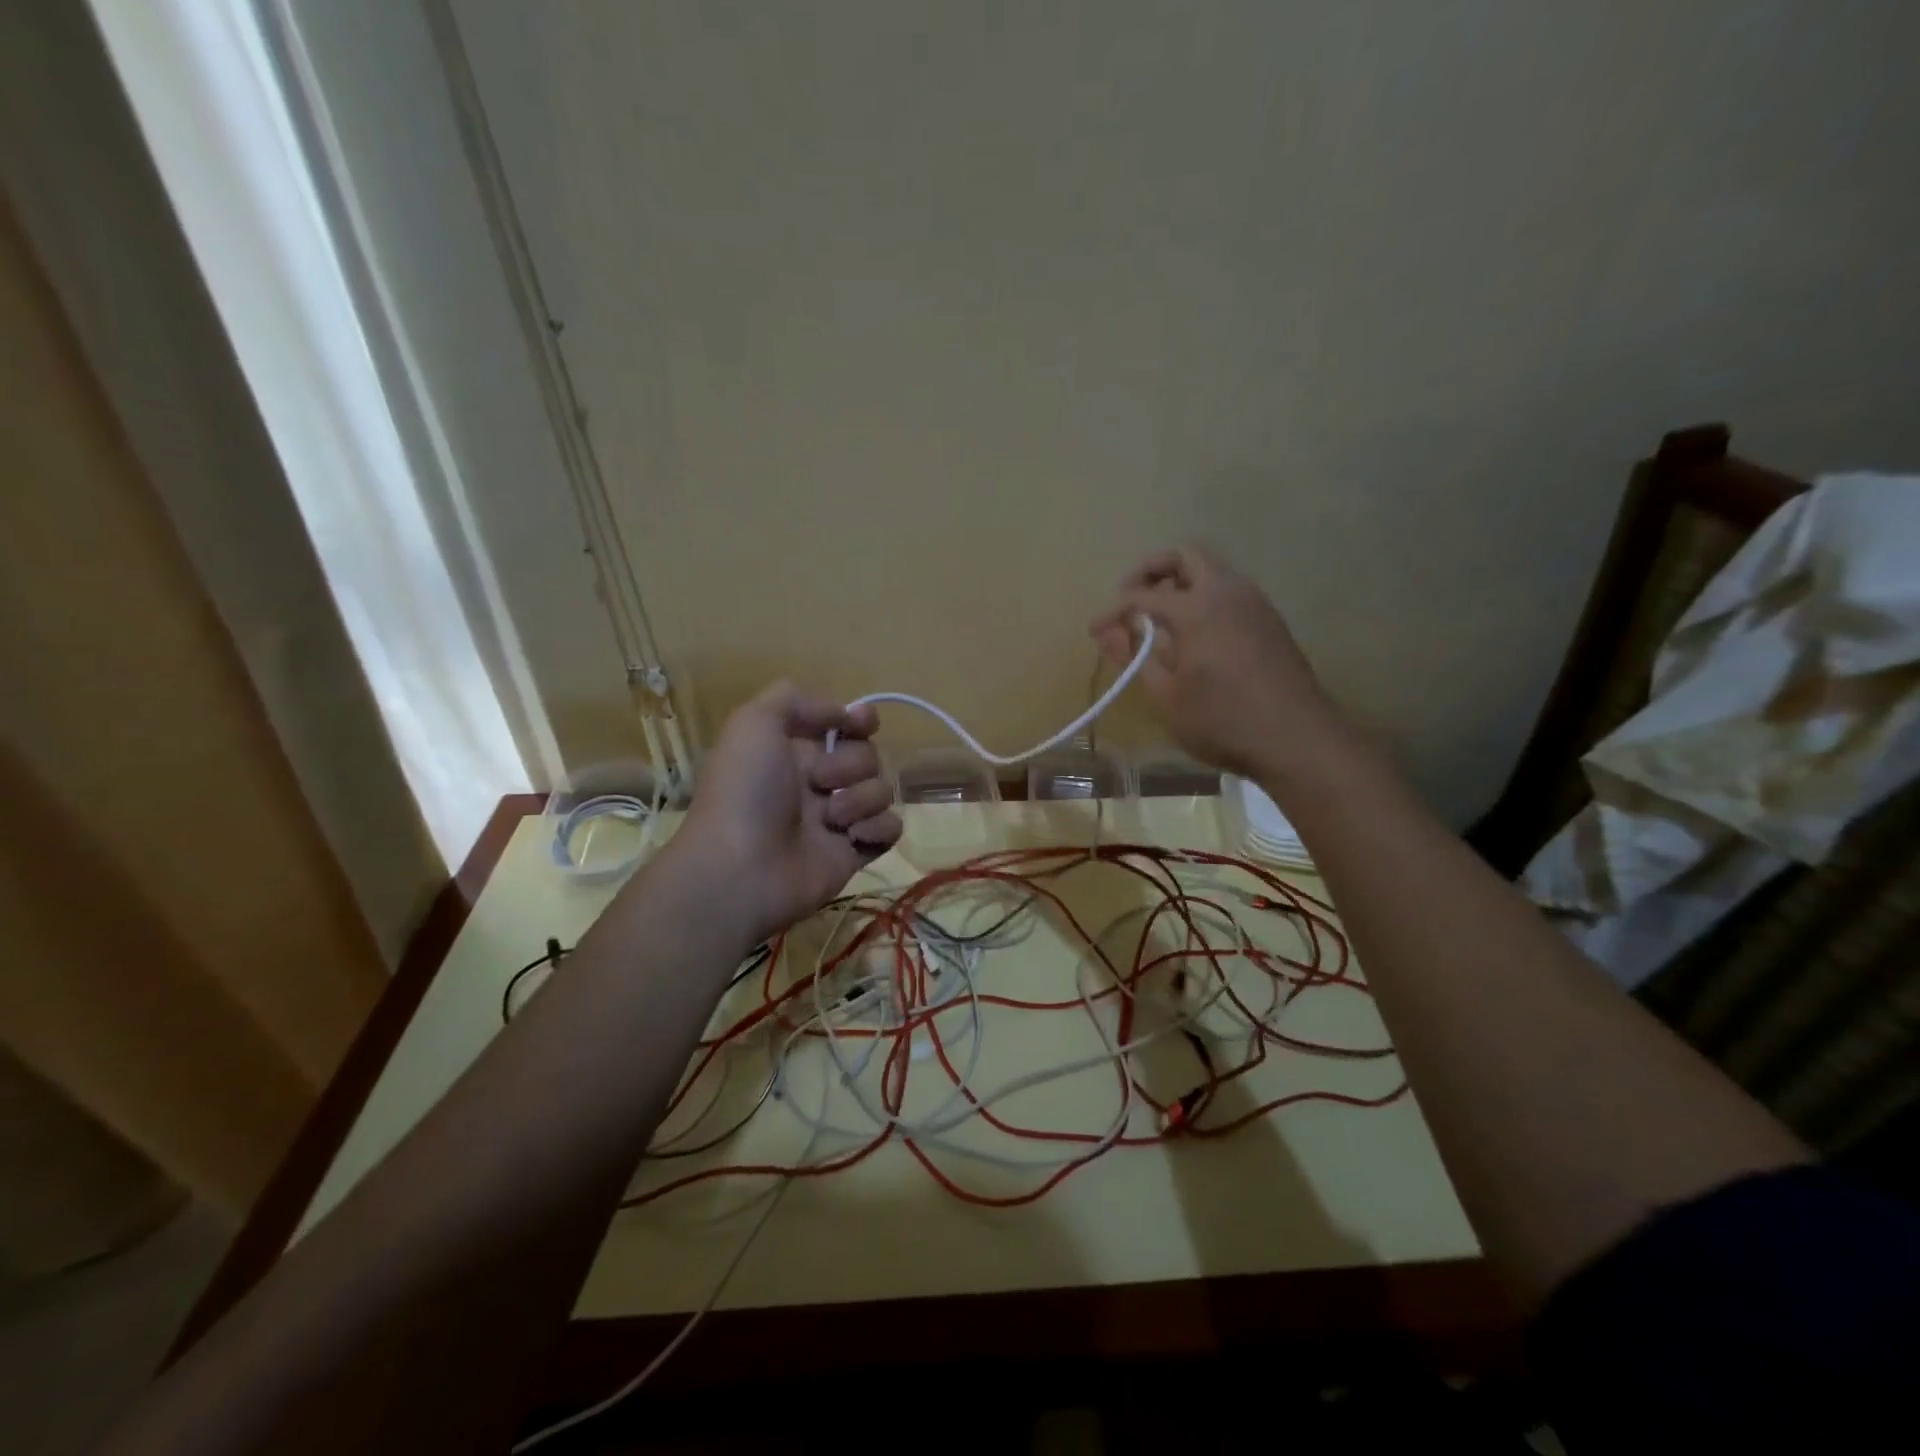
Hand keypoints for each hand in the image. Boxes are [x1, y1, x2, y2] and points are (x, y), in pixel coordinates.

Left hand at [670, 683, 901, 944]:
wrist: (741, 869)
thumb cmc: (746, 791)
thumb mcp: (754, 723)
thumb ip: (794, 700)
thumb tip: (843, 714)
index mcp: (794, 751)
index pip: (843, 725)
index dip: (859, 721)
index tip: (861, 724)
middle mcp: (817, 782)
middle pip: (868, 755)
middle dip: (851, 764)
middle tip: (819, 783)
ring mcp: (837, 819)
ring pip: (881, 790)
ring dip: (861, 799)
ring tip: (831, 819)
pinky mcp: (854, 852)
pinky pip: (890, 828)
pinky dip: (877, 828)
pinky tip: (851, 837)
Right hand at [1091, 544, 1356, 783]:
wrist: (1297, 740)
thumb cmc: (1222, 721)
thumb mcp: (1167, 695)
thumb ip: (1136, 656)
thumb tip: (1111, 633)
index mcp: (1198, 608)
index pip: (1142, 596)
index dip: (1114, 611)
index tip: (1095, 631)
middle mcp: (1229, 592)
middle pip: (1185, 555)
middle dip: (1151, 571)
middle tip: (1130, 599)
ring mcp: (1255, 604)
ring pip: (1212, 570)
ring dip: (1180, 582)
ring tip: (1157, 619)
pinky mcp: (1269, 621)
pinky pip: (1229, 591)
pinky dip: (1203, 598)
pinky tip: (1192, 635)